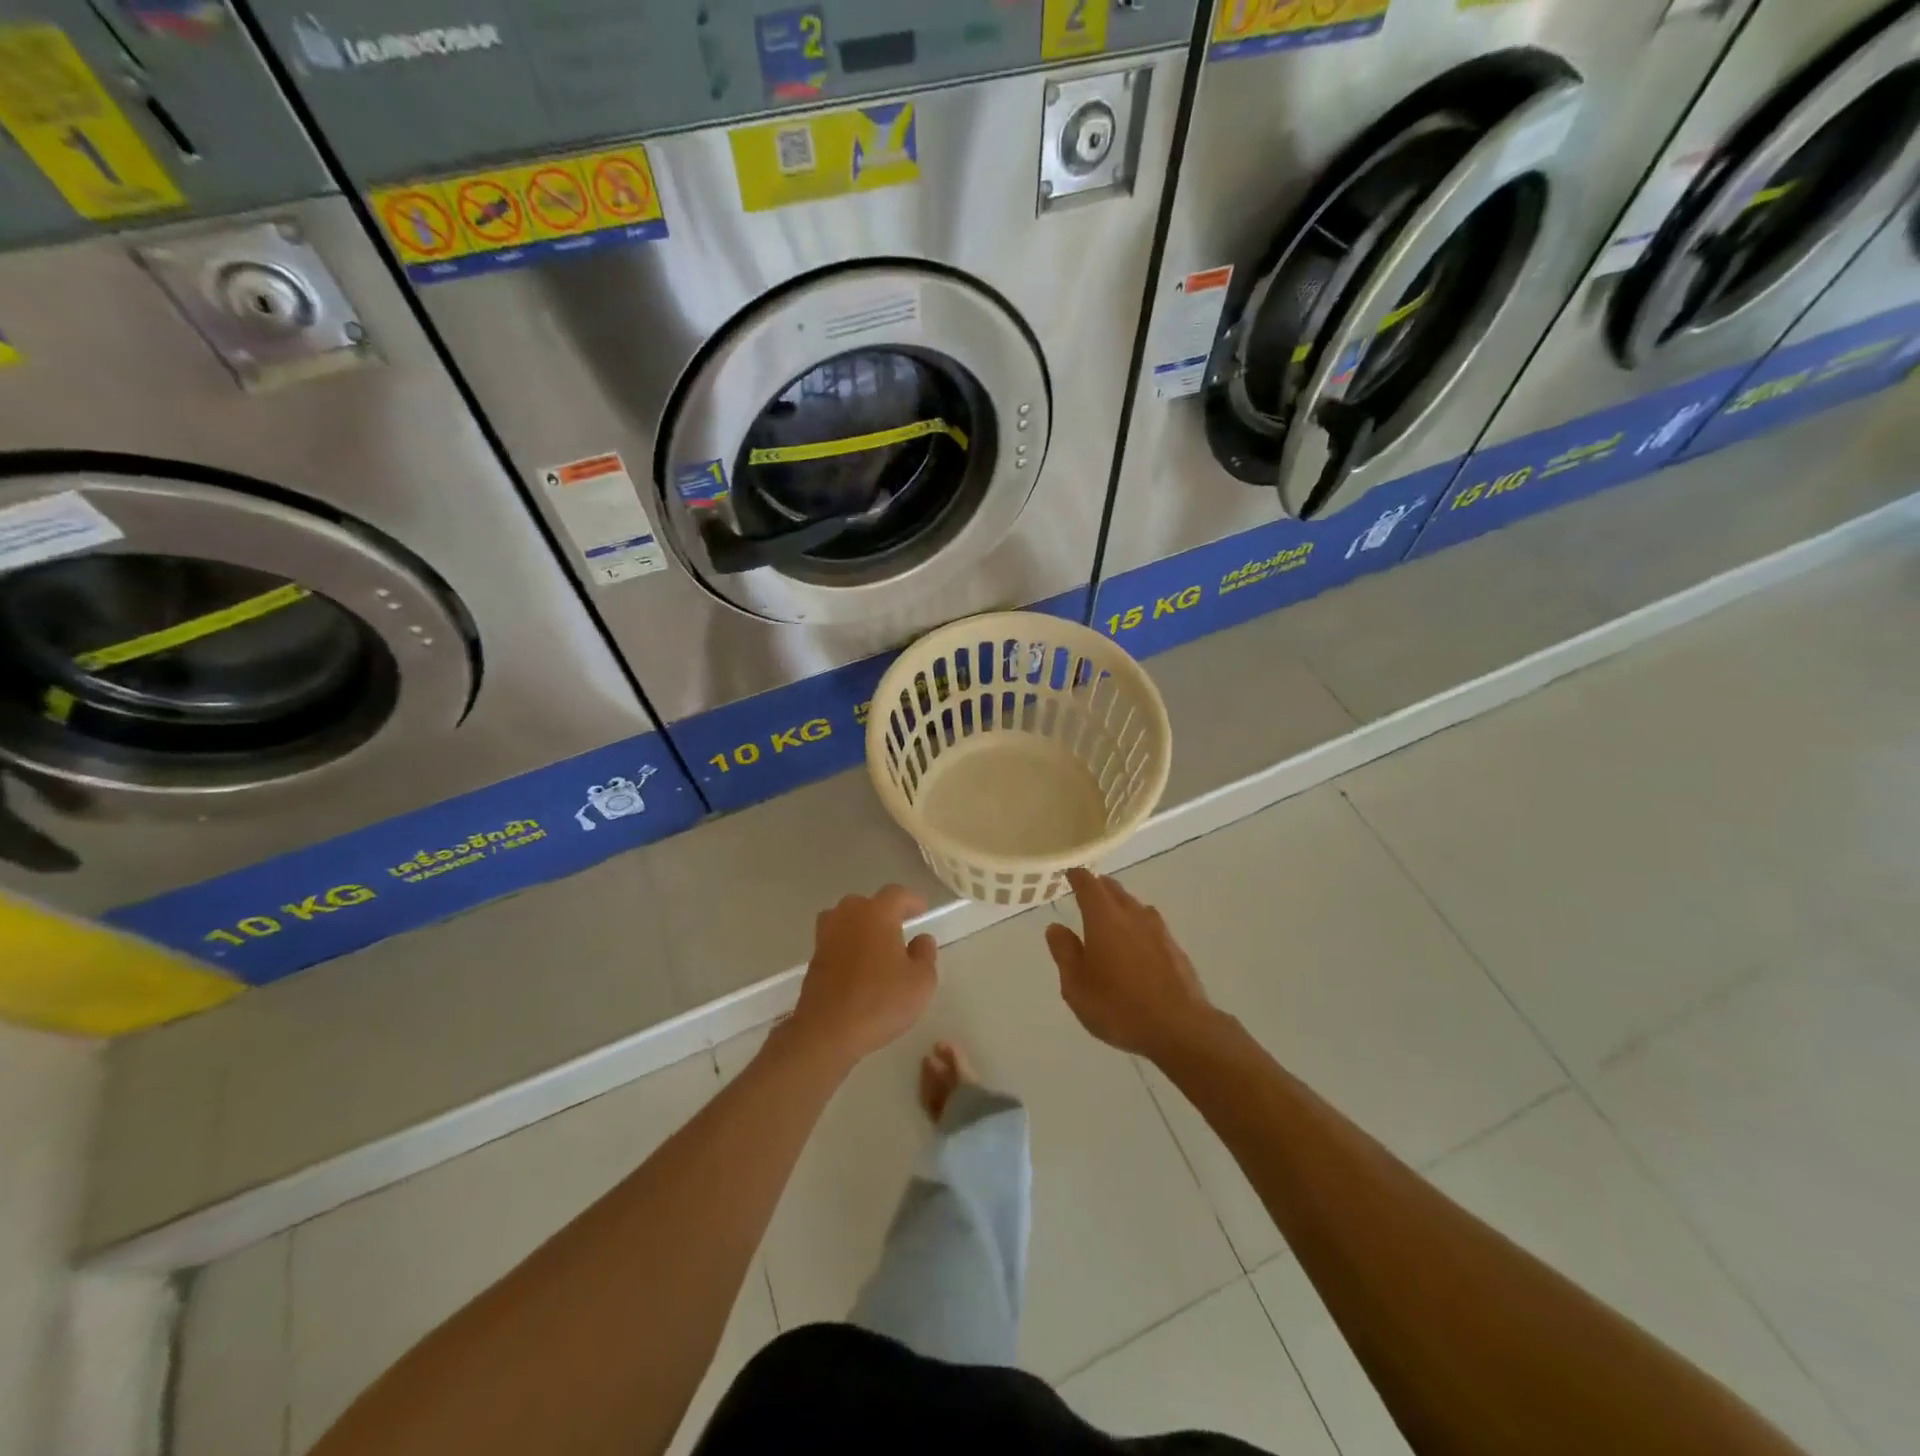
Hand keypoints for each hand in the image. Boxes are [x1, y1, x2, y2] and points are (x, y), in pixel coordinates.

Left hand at [786, 885, 937, 1066]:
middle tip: (899, 930)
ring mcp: (827, 935)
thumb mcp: (921, 982)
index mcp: (877, 913)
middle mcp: (849, 916)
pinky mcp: (814, 957)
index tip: (922, 912)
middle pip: (867, 903)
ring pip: (846, 919)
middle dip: (884, 912)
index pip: (897, 894)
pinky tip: (858, 966)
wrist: (827, 1031)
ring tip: (876, 945)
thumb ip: (925, 954)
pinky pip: (835, 940)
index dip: (911, 901)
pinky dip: (847, 945)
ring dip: (861, 926)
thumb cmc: (880, 1001)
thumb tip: (921, 939)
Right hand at [1046, 868, 1216, 1060]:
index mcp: (1104, 918)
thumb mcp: (1076, 986)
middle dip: (1098, 887)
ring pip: (1134, 905)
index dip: (1077, 876)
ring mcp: (1157, 929)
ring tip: (1109, 916)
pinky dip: (1137, 925)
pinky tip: (1135, 942)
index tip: (1069, 873)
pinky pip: (1150, 924)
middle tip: (1086, 892)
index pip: (1088, 884)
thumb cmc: (1118, 1007)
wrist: (1180, 1027)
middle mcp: (1132, 914)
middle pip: (1113, 890)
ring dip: (1120, 904)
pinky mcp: (1174, 947)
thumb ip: (1064, 953)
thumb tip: (1056, 927)